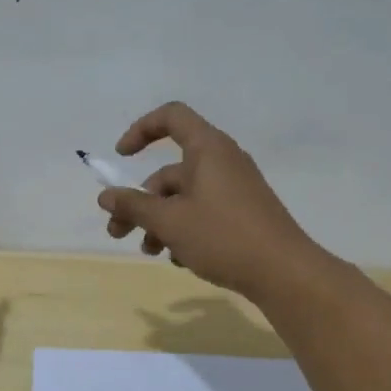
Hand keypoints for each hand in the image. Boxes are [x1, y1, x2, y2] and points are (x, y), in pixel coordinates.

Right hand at [98, 103, 325, 299]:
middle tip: (118, 232)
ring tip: (150, 252)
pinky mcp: (244, 214)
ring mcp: (236, 189)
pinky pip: (204, 212)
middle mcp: (223, 162)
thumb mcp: (169, 222)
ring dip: (160, 222)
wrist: (284, 273)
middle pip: (170, 171)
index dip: (141, 130)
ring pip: (185, 197)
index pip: (171, 117)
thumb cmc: (223, 237)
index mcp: (208, 149)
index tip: (121, 157)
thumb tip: (105, 195)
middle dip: (140, 201)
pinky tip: (179, 260)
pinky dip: (185, 230)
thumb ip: (133, 206)